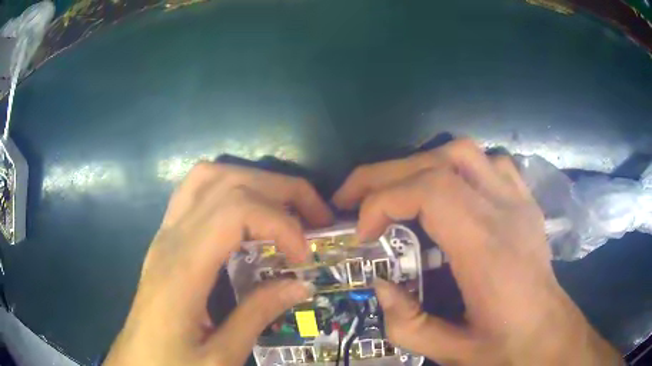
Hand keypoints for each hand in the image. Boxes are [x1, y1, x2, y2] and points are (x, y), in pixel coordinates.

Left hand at [104, 162, 331, 365]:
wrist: (135, 361)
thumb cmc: (172, 364)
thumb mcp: (221, 356)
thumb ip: (258, 315)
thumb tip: (301, 283)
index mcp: (183, 269)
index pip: (236, 211)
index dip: (281, 224)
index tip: (304, 257)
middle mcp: (171, 238)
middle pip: (227, 181)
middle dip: (281, 190)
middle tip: (315, 216)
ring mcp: (165, 232)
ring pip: (208, 176)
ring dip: (253, 181)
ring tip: (284, 207)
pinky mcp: (166, 238)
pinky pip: (196, 191)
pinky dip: (230, 188)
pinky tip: (248, 214)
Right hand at [333, 139, 621, 365]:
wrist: (550, 334)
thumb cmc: (508, 346)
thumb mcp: (452, 352)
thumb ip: (407, 325)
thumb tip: (378, 286)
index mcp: (487, 250)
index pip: (428, 192)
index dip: (383, 201)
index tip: (362, 233)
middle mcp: (504, 213)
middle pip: (438, 162)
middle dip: (384, 175)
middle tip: (355, 199)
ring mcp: (519, 202)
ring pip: (465, 151)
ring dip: (421, 164)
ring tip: (400, 193)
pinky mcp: (525, 202)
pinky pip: (492, 163)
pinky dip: (460, 167)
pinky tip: (452, 192)